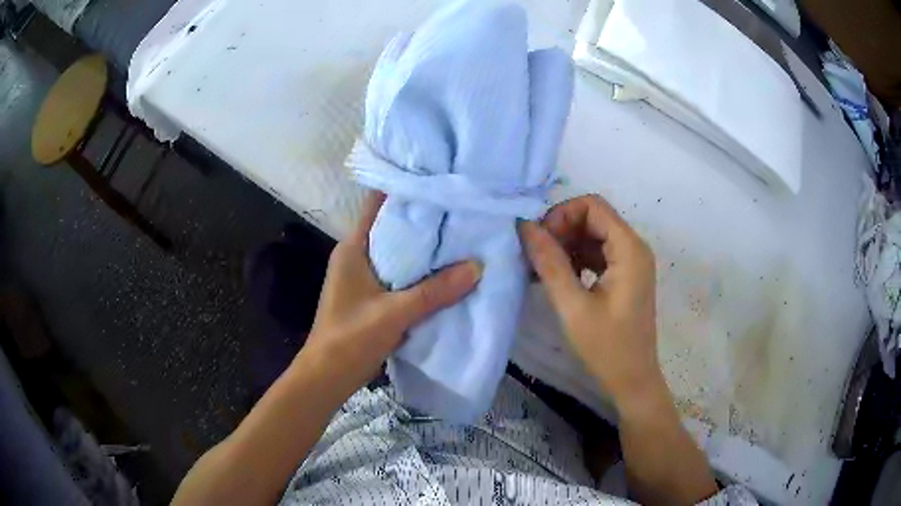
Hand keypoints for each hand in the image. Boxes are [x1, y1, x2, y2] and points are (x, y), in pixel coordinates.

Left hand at [303, 191, 481, 386]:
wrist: (328, 375)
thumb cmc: (351, 338)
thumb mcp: (394, 313)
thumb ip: (434, 291)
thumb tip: (477, 266)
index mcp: (353, 248)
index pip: (377, 205)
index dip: (404, 191)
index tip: (437, 182)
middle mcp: (356, 256)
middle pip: (392, 229)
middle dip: (423, 221)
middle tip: (459, 210)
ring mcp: (364, 278)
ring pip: (398, 254)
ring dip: (423, 250)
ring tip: (460, 236)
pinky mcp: (372, 298)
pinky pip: (400, 277)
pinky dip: (420, 274)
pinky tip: (446, 273)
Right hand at [519, 195, 660, 410]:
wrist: (632, 380)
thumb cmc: (607, 347)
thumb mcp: (573, 306)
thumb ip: (550, 263)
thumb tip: (525, 227)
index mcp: (629, 249)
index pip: (592, 206)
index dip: (561, 215)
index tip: (539, 241)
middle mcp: (634, 247)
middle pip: (593, 218)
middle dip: (561, 231)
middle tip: (535, 257)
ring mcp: (631, 262)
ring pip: (593, 236)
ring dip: (566, 246)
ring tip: (540, 269)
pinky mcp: (625, 276)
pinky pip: (597, 254)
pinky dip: (576, 260)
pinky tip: (556, 279)